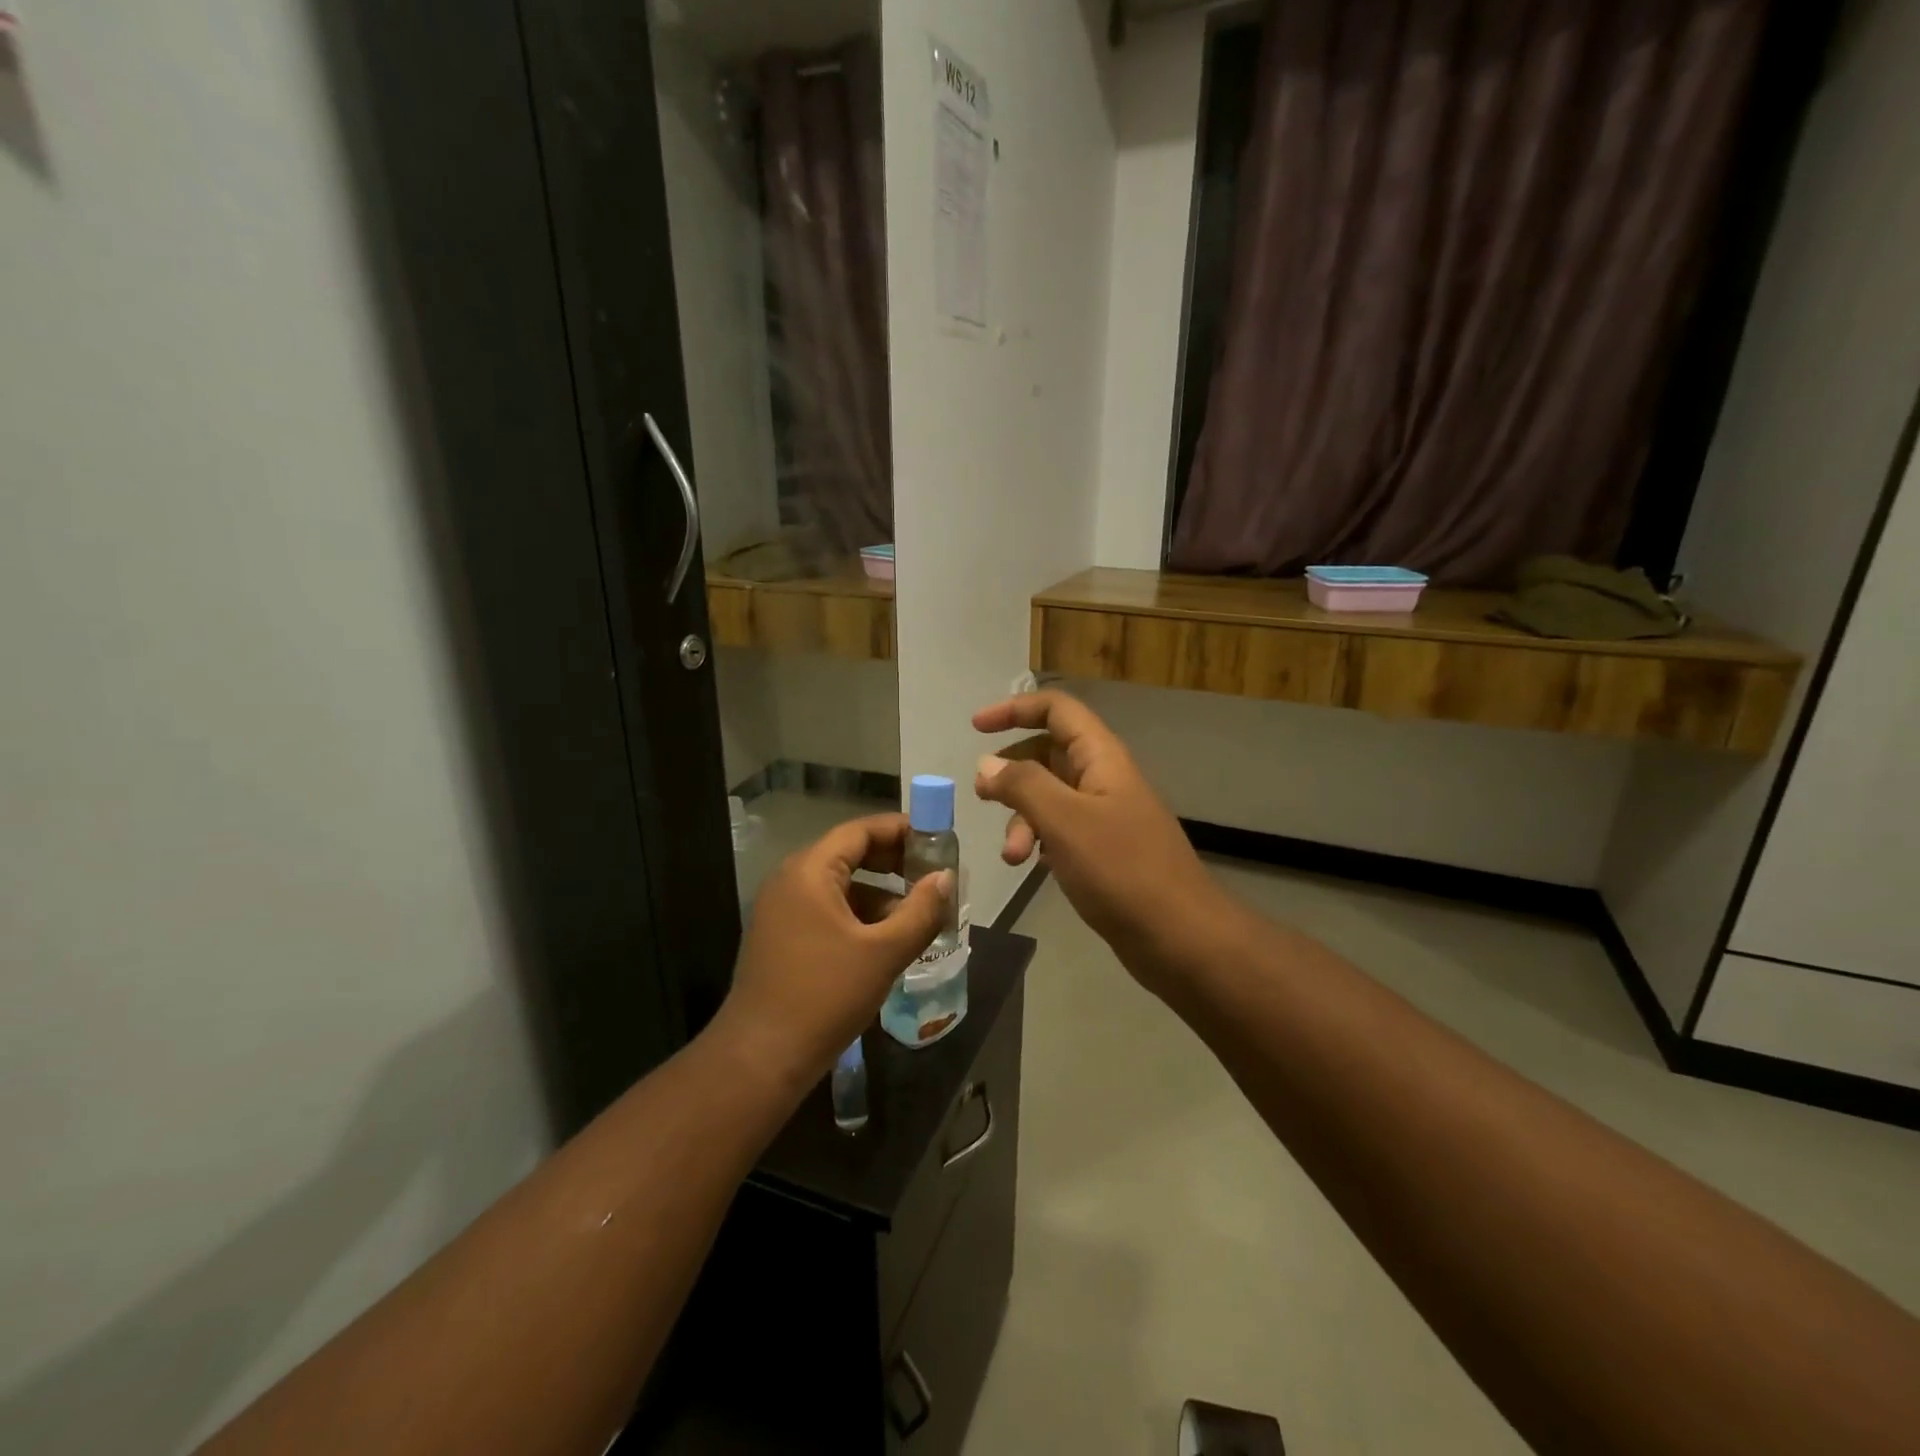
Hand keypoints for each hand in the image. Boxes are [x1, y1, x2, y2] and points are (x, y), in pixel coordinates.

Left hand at [714, 814, 953, 1091]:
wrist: (761, 1058)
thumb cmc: (825, 996)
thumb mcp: (883, 952)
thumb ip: (920, 910)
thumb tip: (946, 878)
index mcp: (810, 871)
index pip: (860, 831)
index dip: (900, 830)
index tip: (937, 839)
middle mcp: (790, 880)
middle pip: (849, 853)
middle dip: (893, 861)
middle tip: (933, 874)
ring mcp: (782, 909)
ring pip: (839, 885)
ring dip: (879, 892)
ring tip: (918, 910)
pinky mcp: (781, 936)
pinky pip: (827, 909)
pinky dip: (858, 914)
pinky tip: (887, 938)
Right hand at [974, 692, 1227, 995]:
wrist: (1179, 936)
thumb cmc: (1121, 870)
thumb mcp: (1064, 821)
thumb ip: (1022, 785)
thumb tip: (987, 764)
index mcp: (1101, 757)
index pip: (1057, 709)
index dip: (1015, 709)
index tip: (976, 727)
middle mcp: (1103, 778)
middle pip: (1048, 752)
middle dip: (1012, 773)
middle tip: (983, 797)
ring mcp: (1105, 814)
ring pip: (1050, 796)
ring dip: (1022, 817)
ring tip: (1011, 856)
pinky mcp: (1104, 849)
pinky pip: (1060, 828)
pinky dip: (1039, 839)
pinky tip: (1031, 865)